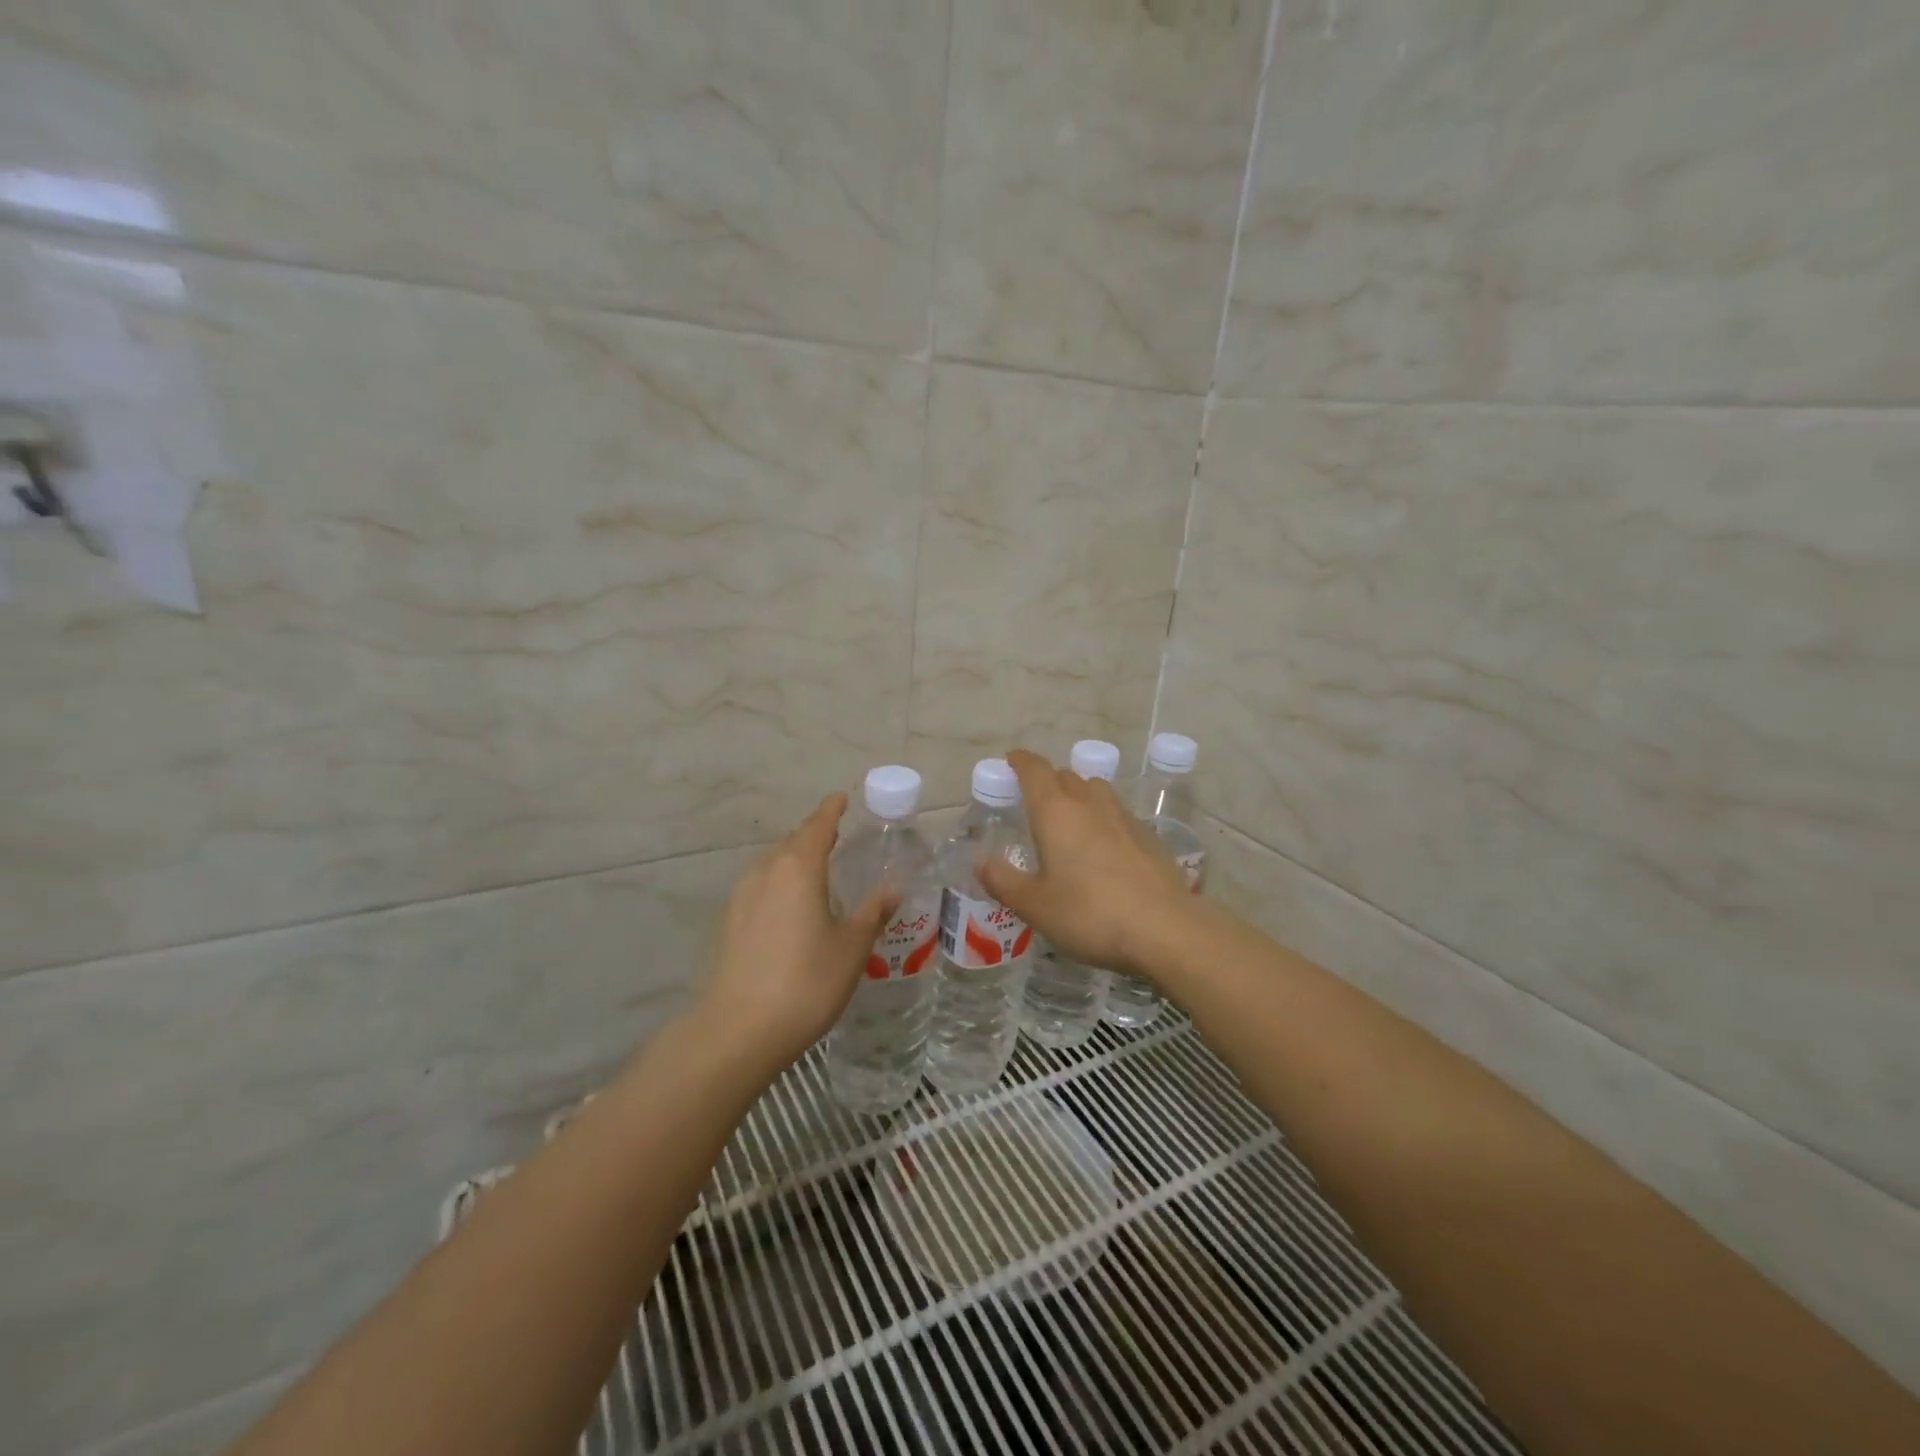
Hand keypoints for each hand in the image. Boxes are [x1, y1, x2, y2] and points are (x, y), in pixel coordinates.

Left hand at [698, 794, 897, 1069]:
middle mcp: (766, 871)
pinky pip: (761, 887)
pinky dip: (780, 885)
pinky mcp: (730, 922)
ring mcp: (742, 896)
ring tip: (817, 873)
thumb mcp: (852, 946)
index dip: (831, 810)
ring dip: (795, 861)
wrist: (740, 1029)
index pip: (817, 825)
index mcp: (799, 867)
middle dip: (814, 836)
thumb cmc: (807, 981)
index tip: (841, 798)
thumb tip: (892, 889)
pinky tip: (791, 909)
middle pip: (792, 842)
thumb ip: (872, 913)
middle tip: (838, 839)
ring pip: (773, 865)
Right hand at [979, 748, 1193, 978]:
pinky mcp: (1148, 837)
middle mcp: (1090, 804)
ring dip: (1079, 795)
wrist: (1165, 929)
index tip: (1011, 760)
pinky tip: (1103, 847)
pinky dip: (1103, 819)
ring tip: (1069, 818)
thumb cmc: (1090, 914)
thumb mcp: (1036, 905)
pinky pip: (1118, 814)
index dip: (1021, 761)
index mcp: (1056, 812)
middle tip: (1034, 800)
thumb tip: (981, 862)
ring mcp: (1124, 818)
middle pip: (1066, 776)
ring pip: (1096, 790)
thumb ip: (1004, 881)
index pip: (1035, 770)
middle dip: (1048, 780)